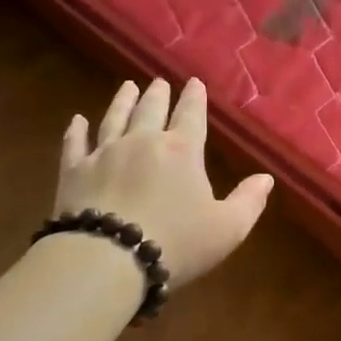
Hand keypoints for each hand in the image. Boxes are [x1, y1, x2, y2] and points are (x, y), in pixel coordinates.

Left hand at [54, 77, 273, 288]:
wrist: (107, 259)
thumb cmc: (176, 243)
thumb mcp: (227, 228)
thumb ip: (248, 202)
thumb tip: (266, 178)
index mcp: (182, 151)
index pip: (191, 116)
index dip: (195, 98)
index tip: (194, 83)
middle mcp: (142, 142)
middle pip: (151, 110)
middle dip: (158, 94)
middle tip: (159, 81)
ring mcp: (104, 153)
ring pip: (114, 118)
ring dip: (122, 101)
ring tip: (127, 86)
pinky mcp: (74, 172)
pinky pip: (75, 144)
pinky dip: (77, 130)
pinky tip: (77, 121)